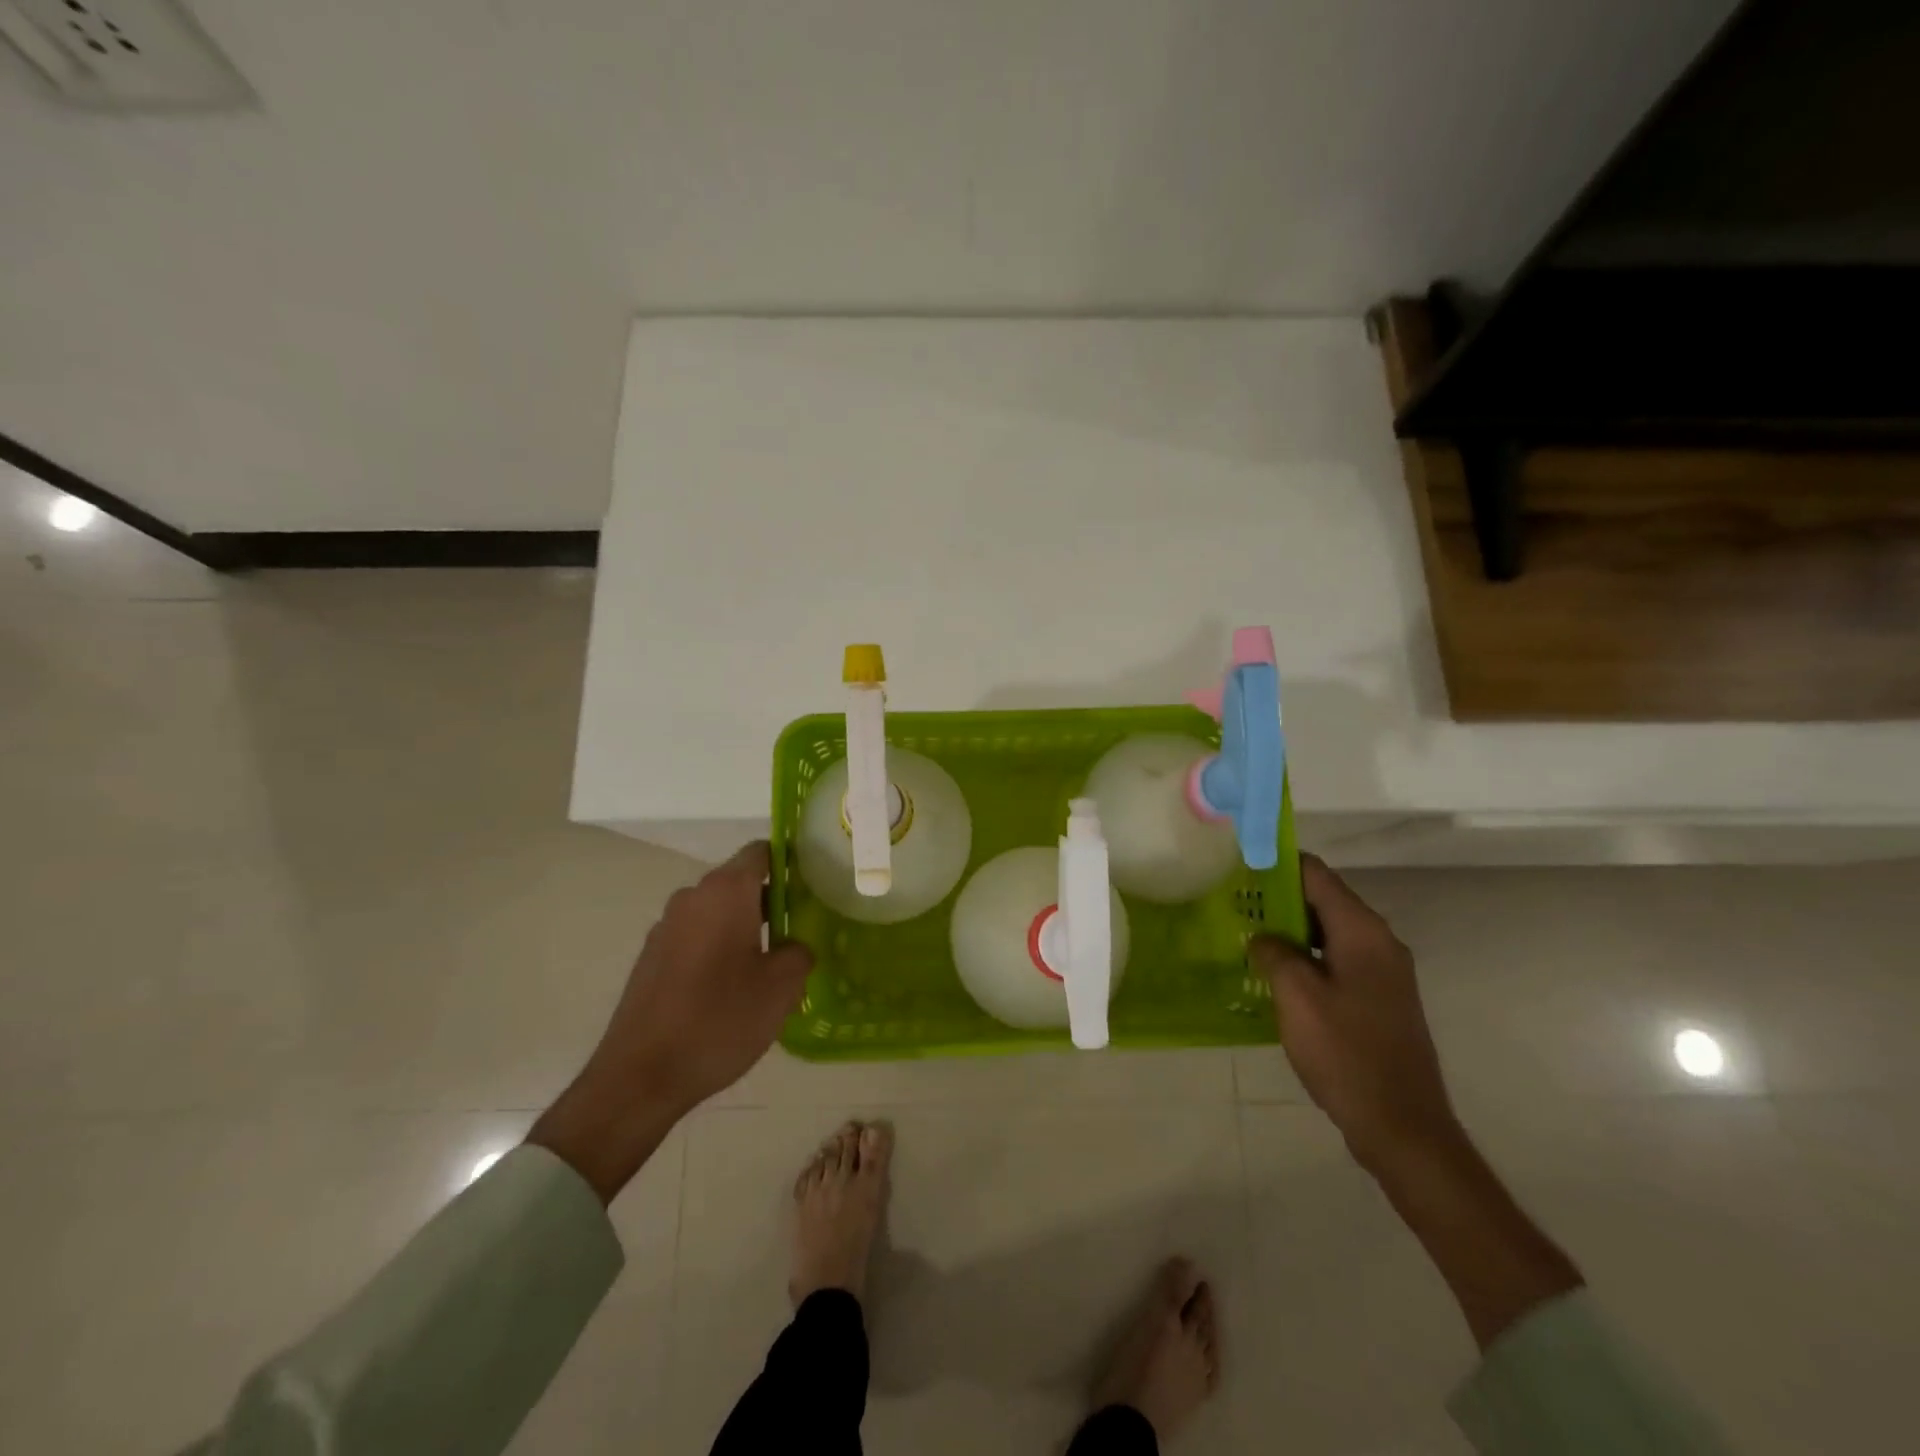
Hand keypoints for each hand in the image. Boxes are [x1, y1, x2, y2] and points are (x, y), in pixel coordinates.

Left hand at [529, 842, 812, 1201]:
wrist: (640, 1076)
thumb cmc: (719, 1020)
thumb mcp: (781, 987)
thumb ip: (799, 952)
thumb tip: (794, 945)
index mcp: (726, 892)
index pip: (761, 852)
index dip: (789, 863)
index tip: (811, 888)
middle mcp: (692, 897)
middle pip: (739, 882)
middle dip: (770, 900)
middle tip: (798, 932)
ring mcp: (666, 927)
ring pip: (717, 912)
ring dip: (743, 927)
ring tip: (767, 966)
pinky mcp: (651, 957)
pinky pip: (696, 936)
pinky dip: (717, 948)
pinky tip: (729, 989)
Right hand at [1251, 855, 1460, 1175]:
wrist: (1402, 1126)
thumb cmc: (1346, 1053)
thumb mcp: (1297, 997)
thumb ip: (1275, 954)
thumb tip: (1263, 937)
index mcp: (1363, 933)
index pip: (1317, 875)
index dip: (1278, 864)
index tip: (1239, 865)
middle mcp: (1379, 943)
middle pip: (1324, 901)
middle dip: (1279, 898)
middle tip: (1233, 903)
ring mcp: (1383, 973)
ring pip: (1328, 933)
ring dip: (1290, 930)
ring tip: (1245, 935)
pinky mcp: (1379, 1000)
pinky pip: (1336, 960)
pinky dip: (1306, 957)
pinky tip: (1274, 974)